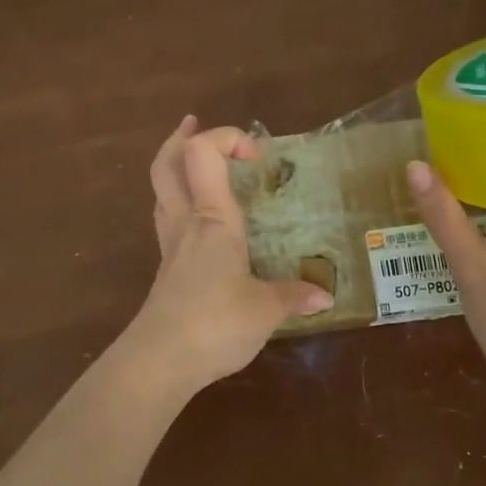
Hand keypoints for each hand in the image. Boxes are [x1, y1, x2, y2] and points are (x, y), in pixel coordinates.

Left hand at [124, 118, 333, 392]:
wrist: (159, 361)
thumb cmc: (215, 323)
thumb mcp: (265, 309)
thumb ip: (294, 296)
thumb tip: (325, 295)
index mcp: (213, 219)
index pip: (203, 154)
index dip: (226, 137)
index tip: (256, 154)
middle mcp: (186, 223)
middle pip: (166, 164)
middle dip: (180, 138)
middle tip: (194, 124)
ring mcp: (170, 246)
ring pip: (161, 191)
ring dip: (175, 168)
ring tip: (197, 166)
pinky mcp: (165, 270)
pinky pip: (168, 221)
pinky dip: (180, 205)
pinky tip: (201, 223)